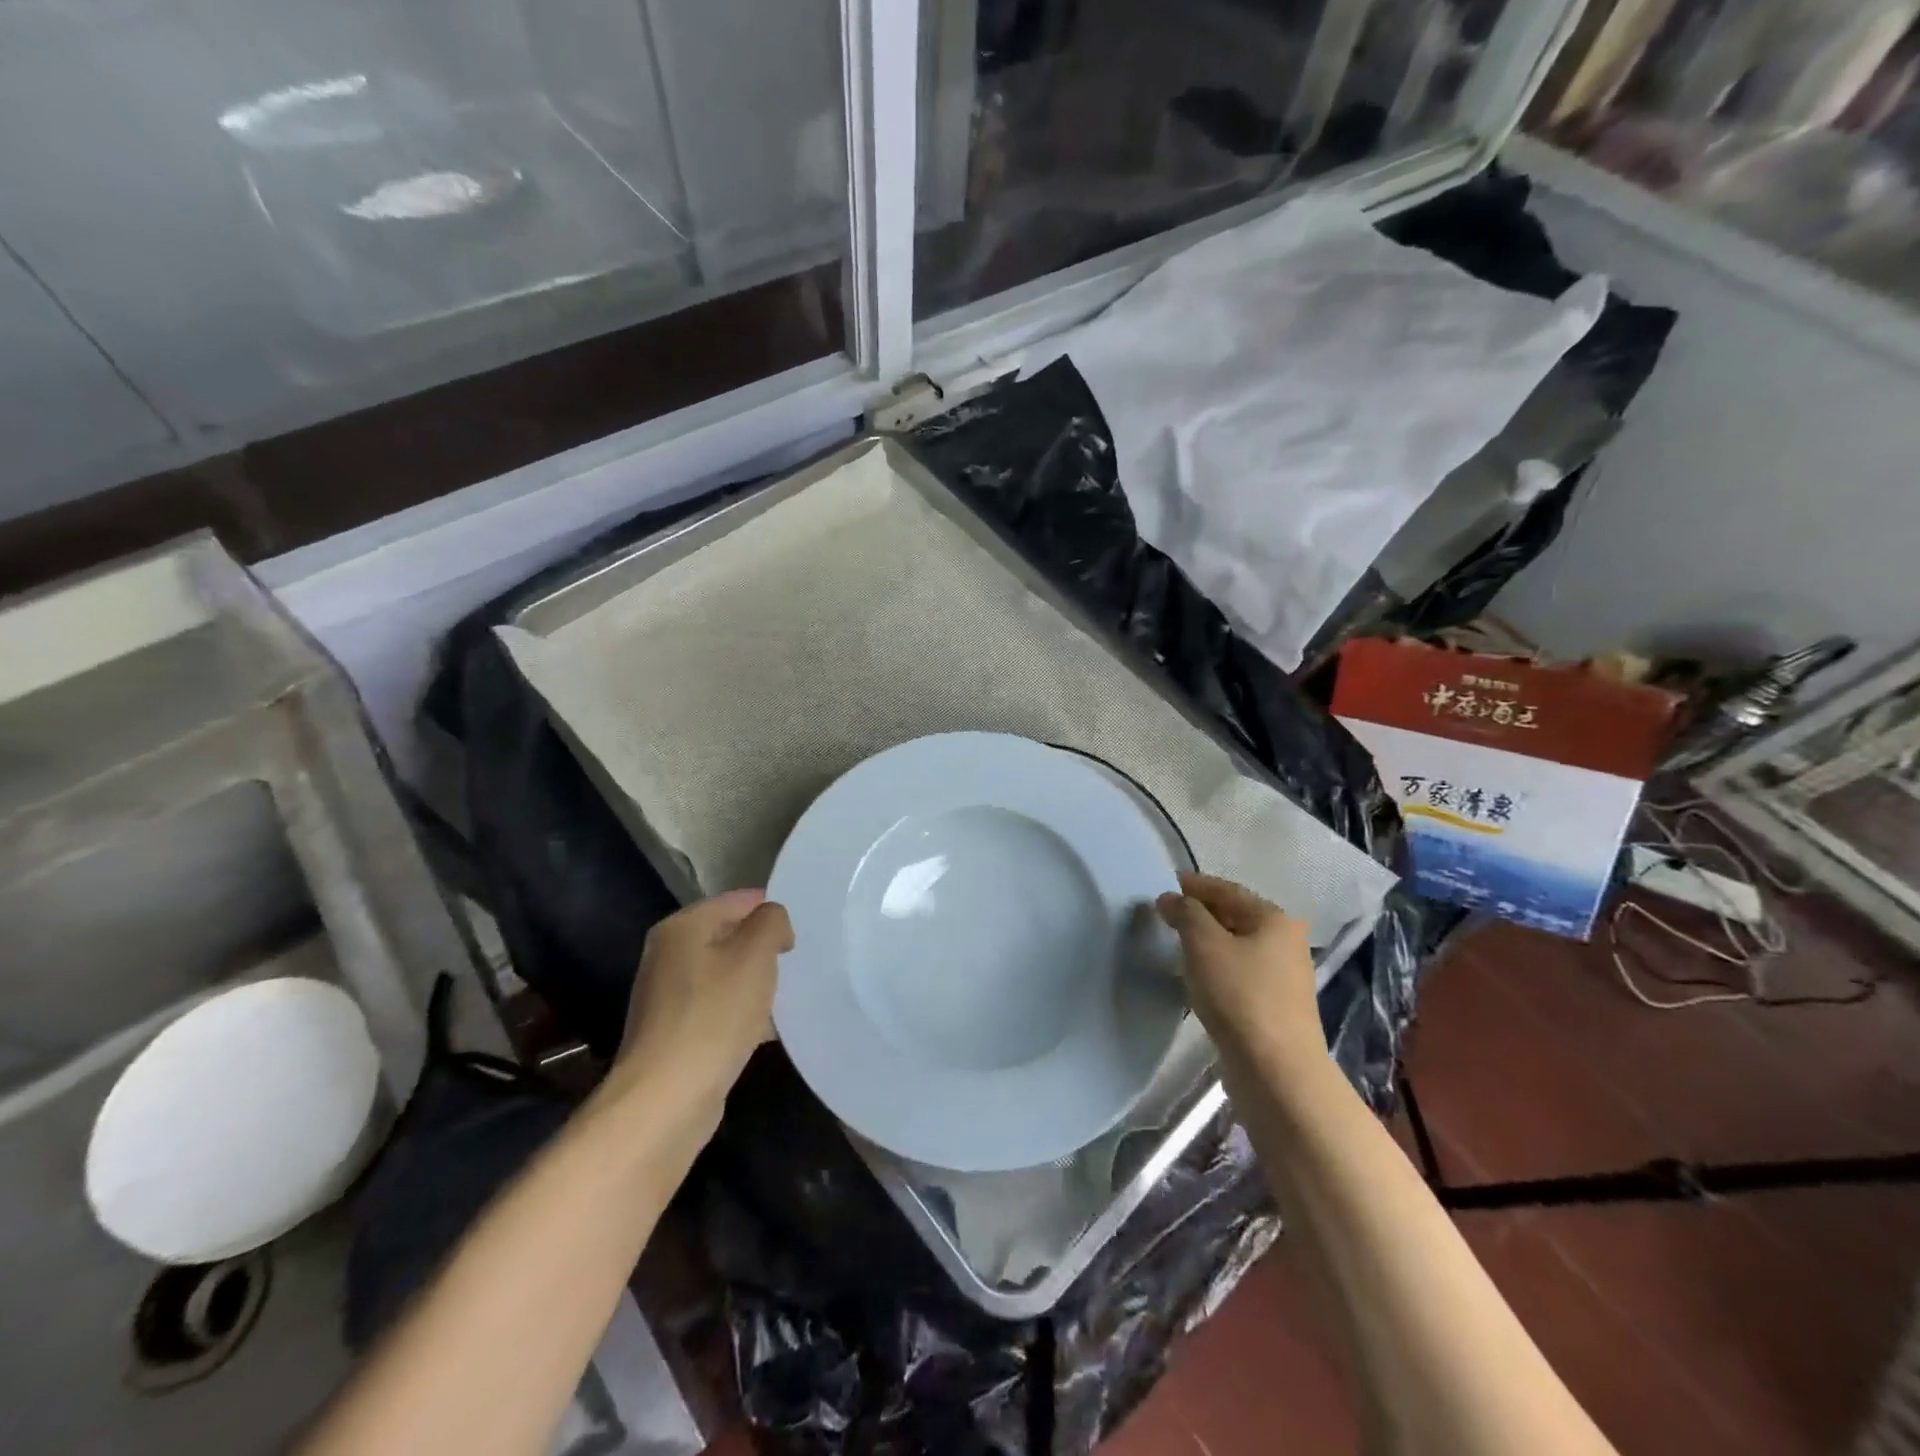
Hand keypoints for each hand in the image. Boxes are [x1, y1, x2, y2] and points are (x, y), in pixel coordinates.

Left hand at [602, 890, 793, 1137]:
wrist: (666, 1098)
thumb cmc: (714, 1015)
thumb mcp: (755, 955)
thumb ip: (771, 922)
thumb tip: (772, 921)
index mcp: (683, 927)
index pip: (738, 900)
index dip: (772, 912)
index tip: (798, 937)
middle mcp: (669, 954)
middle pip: (730, 936)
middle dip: (764, 949)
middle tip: (795, 965)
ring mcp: (668, 994)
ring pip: (727, 973)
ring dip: (756, 982)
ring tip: (786, 997)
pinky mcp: (675, 1030)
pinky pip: (718, 1007)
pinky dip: (742, 1012)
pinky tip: (767, 1030)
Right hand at [1156, 872, 1322, 1067]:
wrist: (1276, 1070)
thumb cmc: (1239, 995)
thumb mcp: (1204, 944)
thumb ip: (1185, 914)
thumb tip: (1170, 899)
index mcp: (1274, 919)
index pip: (1228, 890)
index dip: (1195, 885)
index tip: (1166, 885)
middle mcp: (1286, 942)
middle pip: (1236, 916)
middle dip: (1201, 913)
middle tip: (1166, 914)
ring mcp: (1284, 977)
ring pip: (1237, 946)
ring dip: (1207, 941)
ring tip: (1176, 944)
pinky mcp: (1275, 1007)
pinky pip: (1240, 973)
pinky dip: (1217, 967)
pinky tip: (1197, 977)